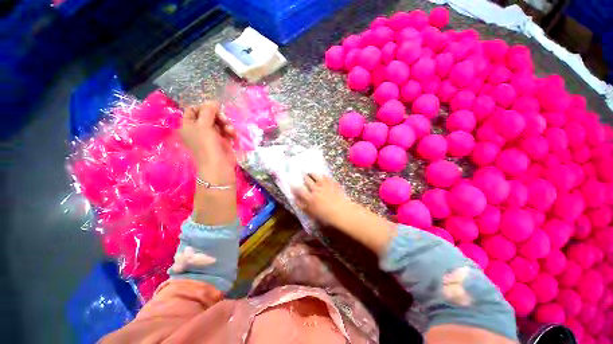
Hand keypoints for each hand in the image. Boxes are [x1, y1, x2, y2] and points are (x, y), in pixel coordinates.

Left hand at [179, 102, 235, 184]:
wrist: (218, 165)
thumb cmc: (207, 145)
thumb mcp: (204, 126)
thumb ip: (208, 111)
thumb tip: (213, 101)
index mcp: (188, 125)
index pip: (193, 110)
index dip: (203, 107)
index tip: (213, 108)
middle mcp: (199, 130)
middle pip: (208, 115)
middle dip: (218, 116)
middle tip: (224, 119)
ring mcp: (211, 136)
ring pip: (219, 123)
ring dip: (226, 124)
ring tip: (230, 130)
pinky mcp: (222, 141)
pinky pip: (226, 131)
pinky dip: (230, 132)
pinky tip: (233, 135)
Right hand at [292, 174, 351, 225]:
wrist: (343, 212)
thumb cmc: (326, 216)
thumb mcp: (311, 213)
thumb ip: (302, 206)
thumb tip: (295, 199)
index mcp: (309, 198)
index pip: (299, 190)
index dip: (294, 186)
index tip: (292, 184)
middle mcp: (315, 189)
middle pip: (306, 179)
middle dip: (303, 177)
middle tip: (302, 176)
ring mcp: (324, 184)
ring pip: (315, 175)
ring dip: (311, 173)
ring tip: (310, 173)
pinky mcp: (332, 182)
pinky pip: (325, 176)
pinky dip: (322, 175)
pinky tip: (321, 175)